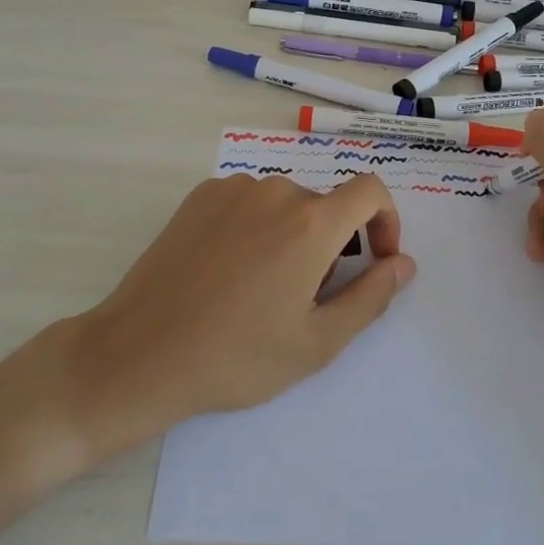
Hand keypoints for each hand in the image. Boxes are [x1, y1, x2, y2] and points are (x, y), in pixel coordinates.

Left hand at [55, 174, 414, 463]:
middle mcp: (275, 191)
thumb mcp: (317, 341)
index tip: (374, 259)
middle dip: (331, 244)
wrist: (140, 353)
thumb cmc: (237, 356)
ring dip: (292, 236)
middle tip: (304, 298)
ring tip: (262, 289)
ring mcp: (232, 189)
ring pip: (285, 205)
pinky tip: (228, 272)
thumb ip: (371, 296)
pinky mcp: (199, 196)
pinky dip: (255, 227)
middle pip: (324, 206)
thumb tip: (404, 263)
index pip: (370, 190)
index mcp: (311, 222)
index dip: (385, 220)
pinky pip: (247, 202)